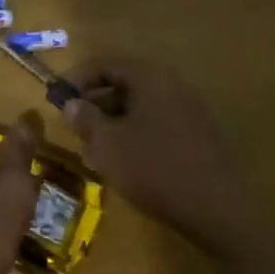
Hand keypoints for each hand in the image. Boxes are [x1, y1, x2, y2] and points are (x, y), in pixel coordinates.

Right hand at [64, 58, 255, 256]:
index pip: (104, 64)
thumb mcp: (108, 144)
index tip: (56, 99)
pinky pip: (156, 123)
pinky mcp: (197, 135)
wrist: (218, 209)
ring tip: (94, 150)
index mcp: (149, 77)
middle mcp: (171, 84)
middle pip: (123, 84)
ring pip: (139, 106)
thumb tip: (72, 103)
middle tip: (74, 126)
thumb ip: (85, 119)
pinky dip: (134, 134)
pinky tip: (124, 163)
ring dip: (112, 122)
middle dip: (94, 103)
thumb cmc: (154, 168)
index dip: (76, 78)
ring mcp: (188, 110)